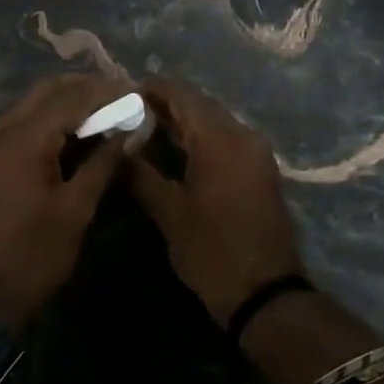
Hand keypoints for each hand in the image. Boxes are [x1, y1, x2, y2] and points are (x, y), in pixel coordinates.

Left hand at [0, 74, 130, 330]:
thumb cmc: (33, 254)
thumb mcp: (75, 210)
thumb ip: (103, 164)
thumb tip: (131, 134)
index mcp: (24, 139)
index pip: (72, 98)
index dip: (107, 92)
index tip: (138, 92)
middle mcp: (2, 128)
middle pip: (48, 90)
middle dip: (86, 88)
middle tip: (122, 96)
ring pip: (33, 102)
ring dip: (68, 100)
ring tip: (105, 110)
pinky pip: (22, 121)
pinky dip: (50, 117)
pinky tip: (75, 131)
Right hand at [126, 80, 303, 327]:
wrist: (266, 293)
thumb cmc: (212, 251)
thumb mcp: (170, 213)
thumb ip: (141, 174)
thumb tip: (117, 147)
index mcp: (220, 139)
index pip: (183, 95)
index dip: (152, 89)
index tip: (122, 94)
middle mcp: (243, 135)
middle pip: (200, 104)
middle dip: (166, 103)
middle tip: (129, 112)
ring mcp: (256, 151)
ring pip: (214, 120)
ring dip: (184, 120)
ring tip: (147, 128)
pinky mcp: (260, 168)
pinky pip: (227, 137)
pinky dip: (201, 136)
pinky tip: (177, 149)